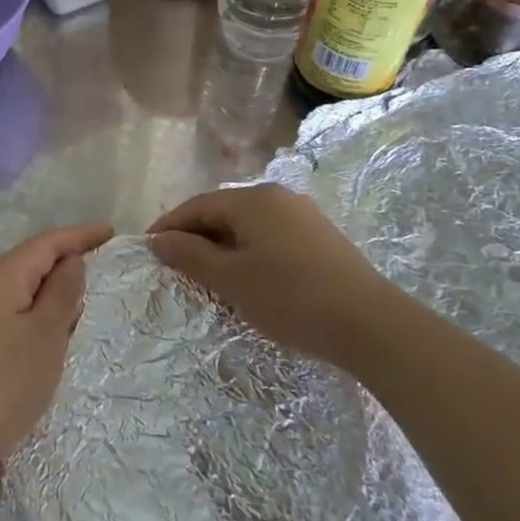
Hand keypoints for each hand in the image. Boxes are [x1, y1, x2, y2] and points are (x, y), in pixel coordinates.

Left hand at [0, 223, 112, 484]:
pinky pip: (12, 309)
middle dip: (67, 259)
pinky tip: (53, 329)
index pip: (46, 242)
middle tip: (104, 264)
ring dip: (53, 288)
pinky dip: (37, 310)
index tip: (111, 231)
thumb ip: (62, 293)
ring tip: (85, 296)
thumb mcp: (46, 336)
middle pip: (31, 260)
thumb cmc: (4, 383)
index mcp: (1, 276)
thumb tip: (71, 260)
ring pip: (22, 287)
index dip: (79, 235)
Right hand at [148, 185, 391, 362]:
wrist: (371, 324)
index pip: (198, 205)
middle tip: (176, 266)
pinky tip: (249, 278)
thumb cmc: (291, 297)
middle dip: (196, 237)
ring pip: (249, 226)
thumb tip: (158, 240)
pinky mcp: (321, 238)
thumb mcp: (231, 280)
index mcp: (253, 199)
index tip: (148, 248)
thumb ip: (190, 256)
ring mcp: (304, 216)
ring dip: (223, 246)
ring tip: (209, 276)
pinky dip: (250, 252)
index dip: (169, 226)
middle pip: (224, 212)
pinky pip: (271, 236)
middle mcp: (278, 197)